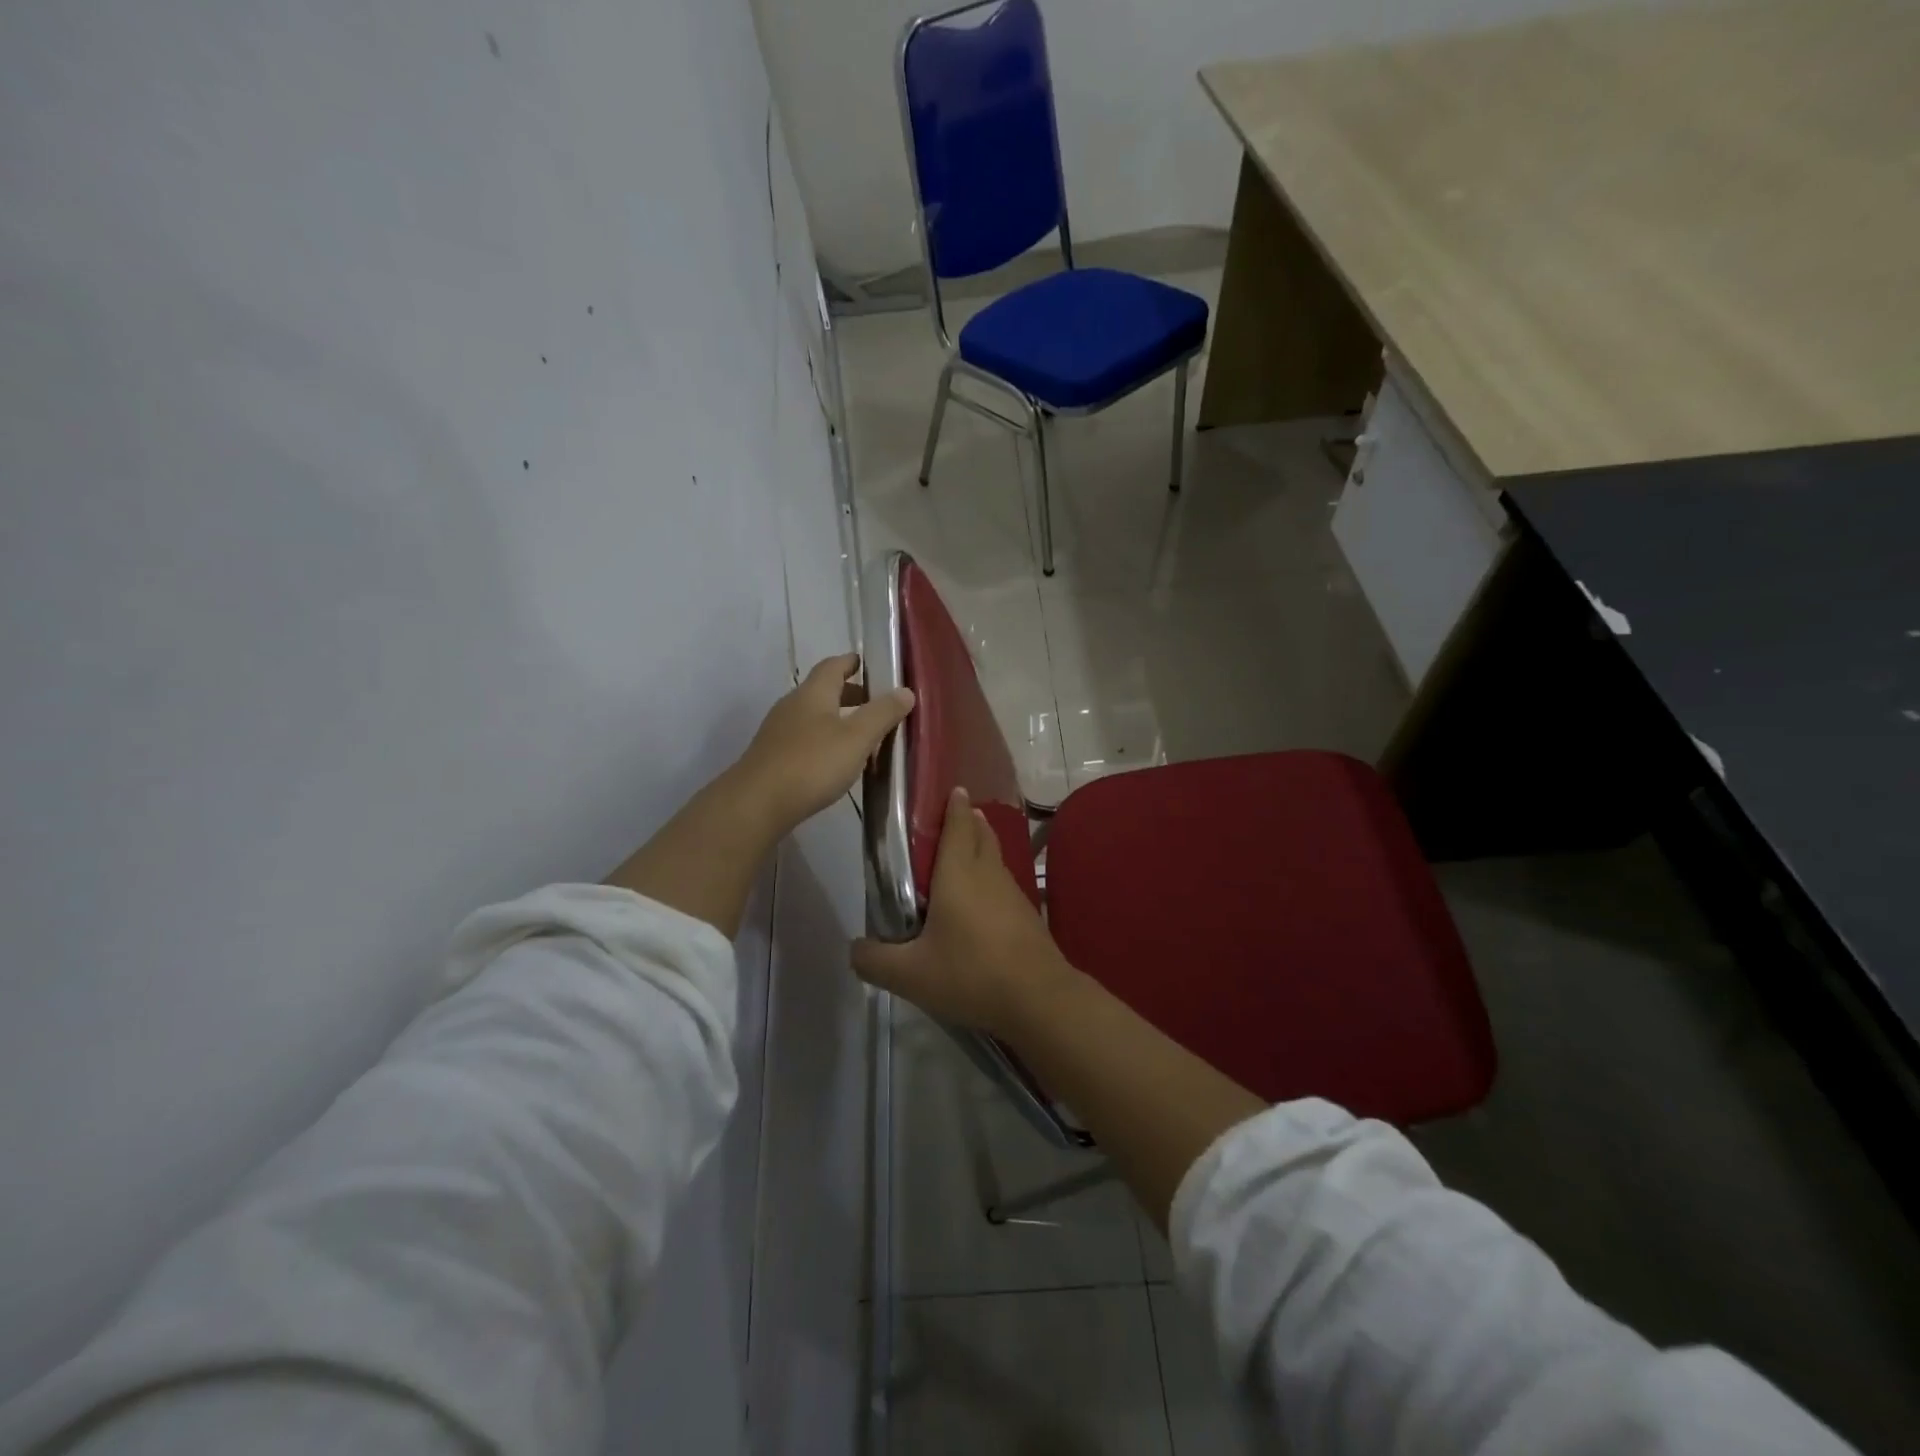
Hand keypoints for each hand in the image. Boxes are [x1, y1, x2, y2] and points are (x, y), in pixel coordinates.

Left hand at [734, 653, 913, 840]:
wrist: (756, 804)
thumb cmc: (812, 763)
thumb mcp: (856, 738)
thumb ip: (882, 713)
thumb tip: (905, 690)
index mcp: (813, 693)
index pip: (833, 666)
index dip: (850, 662)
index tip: (867, 663)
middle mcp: (792, 705)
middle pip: (822, 691)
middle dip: (848, 693)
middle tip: (874, 703)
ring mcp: (778, 732)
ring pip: (813, 716)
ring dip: (837, 719)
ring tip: (861, 735)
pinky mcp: (772, 757)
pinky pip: (804, 738)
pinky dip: (824, 740)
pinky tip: (835, 761)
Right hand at [852, 788, 1077, 1039]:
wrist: (1039, 999)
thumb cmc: (970, 974)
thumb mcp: (910, 975)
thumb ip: (874, 960)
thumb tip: (855, 948)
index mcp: (959, 873)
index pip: (958, 824)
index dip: (953, 805)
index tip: (948, 790)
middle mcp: (988, 873)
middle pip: (980, 833)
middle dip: (967, 821)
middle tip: (949, 820)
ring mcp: (1013, 893)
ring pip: (994, 858)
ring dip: (981, 847)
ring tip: (962, 854)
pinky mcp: (1027, 915)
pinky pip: (1003, 883)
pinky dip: (990, 878)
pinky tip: (980, 902)